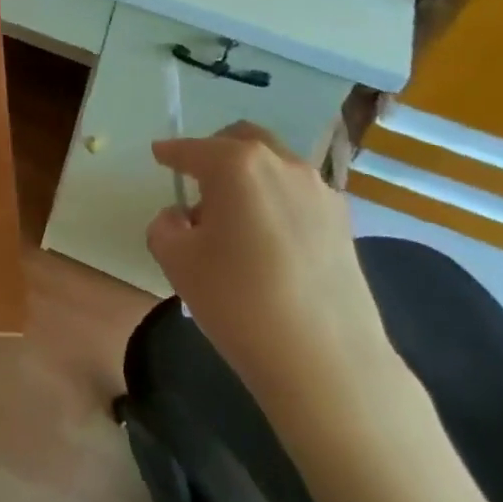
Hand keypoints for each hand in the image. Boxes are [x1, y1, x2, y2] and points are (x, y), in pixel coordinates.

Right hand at [147, 123, 396, 417]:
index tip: (159, 155)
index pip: (193, 149)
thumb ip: (166, 227)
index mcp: (236, 165)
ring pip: (274, 166)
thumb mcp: (177, 262)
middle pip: (242, 141)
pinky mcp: (344, 223)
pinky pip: (298, 195)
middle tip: (197, 181)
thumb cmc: (239, 301)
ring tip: (233, 220)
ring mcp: (320, 192)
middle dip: (215, 153)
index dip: (171, 153)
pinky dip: (275, 201)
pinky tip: (268, 240)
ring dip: (248, 178)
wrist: (326, 360)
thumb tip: (182, 217)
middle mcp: (282, 164)